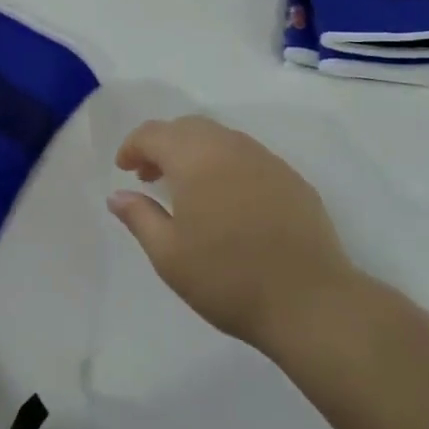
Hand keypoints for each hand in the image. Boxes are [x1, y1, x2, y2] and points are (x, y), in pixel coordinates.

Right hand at [109, 116, 360, 354]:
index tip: (124, 169)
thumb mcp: (169, 255)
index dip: (133, 146)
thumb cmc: (227, 278)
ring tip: (187, 189)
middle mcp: (230, 146)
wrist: (310, 301)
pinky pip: (248, 156)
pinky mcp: (291, 178)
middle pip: (188, 127)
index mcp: (195, 158)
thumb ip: (139, 217)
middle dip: (163, 145)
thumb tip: (118, 195)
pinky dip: (226, 164)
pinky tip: (228, 200)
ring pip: (220, 138)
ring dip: (195, 152)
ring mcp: (265, 159)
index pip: (154, 133)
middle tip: (150, 176)